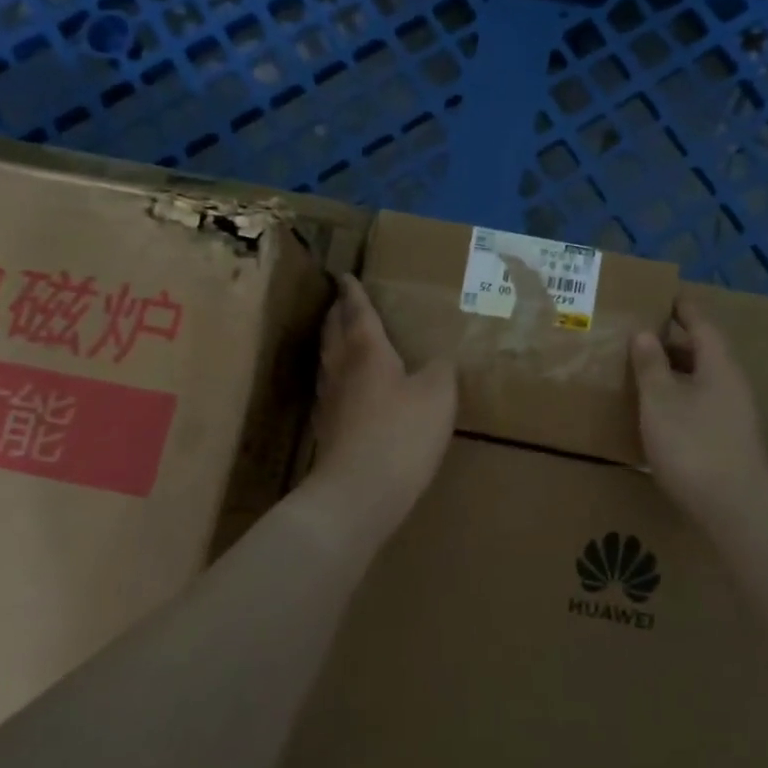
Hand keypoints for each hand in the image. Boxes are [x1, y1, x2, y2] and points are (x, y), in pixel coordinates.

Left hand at [305, 274, 456, 546]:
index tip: (345, 275)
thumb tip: (439, 360)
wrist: (360, 492)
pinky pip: (330, 389)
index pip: (357, 312)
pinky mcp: (327, 430)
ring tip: (342, 337)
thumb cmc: (401, 433)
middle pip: (333, 332)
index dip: (353, 292)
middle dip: (337, 314)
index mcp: (367, 351)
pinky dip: (337, 377)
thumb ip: (441, 370)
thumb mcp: (438, 395)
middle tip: (342, 302)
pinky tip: (347, 390)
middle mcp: (341, 369)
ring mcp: (329, 401)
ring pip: (327, 360)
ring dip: (332, 343)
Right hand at [631, 297, 767, 529]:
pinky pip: (704, 404)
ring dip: (678, 372)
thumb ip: (651, 366)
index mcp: (719, 367)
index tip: (667, 296)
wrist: (735, 509)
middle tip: (644, 335)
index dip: (684, 310)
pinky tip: (662, 412)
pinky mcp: (731, 440)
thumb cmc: (693, 446)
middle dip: (676, 342)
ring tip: (647, 372)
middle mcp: (733, 386)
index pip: (702, 326)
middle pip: (705, 353)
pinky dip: (682, 396)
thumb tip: (644, 333)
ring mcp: (736, 415)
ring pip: (704, 380)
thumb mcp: (660, 402)